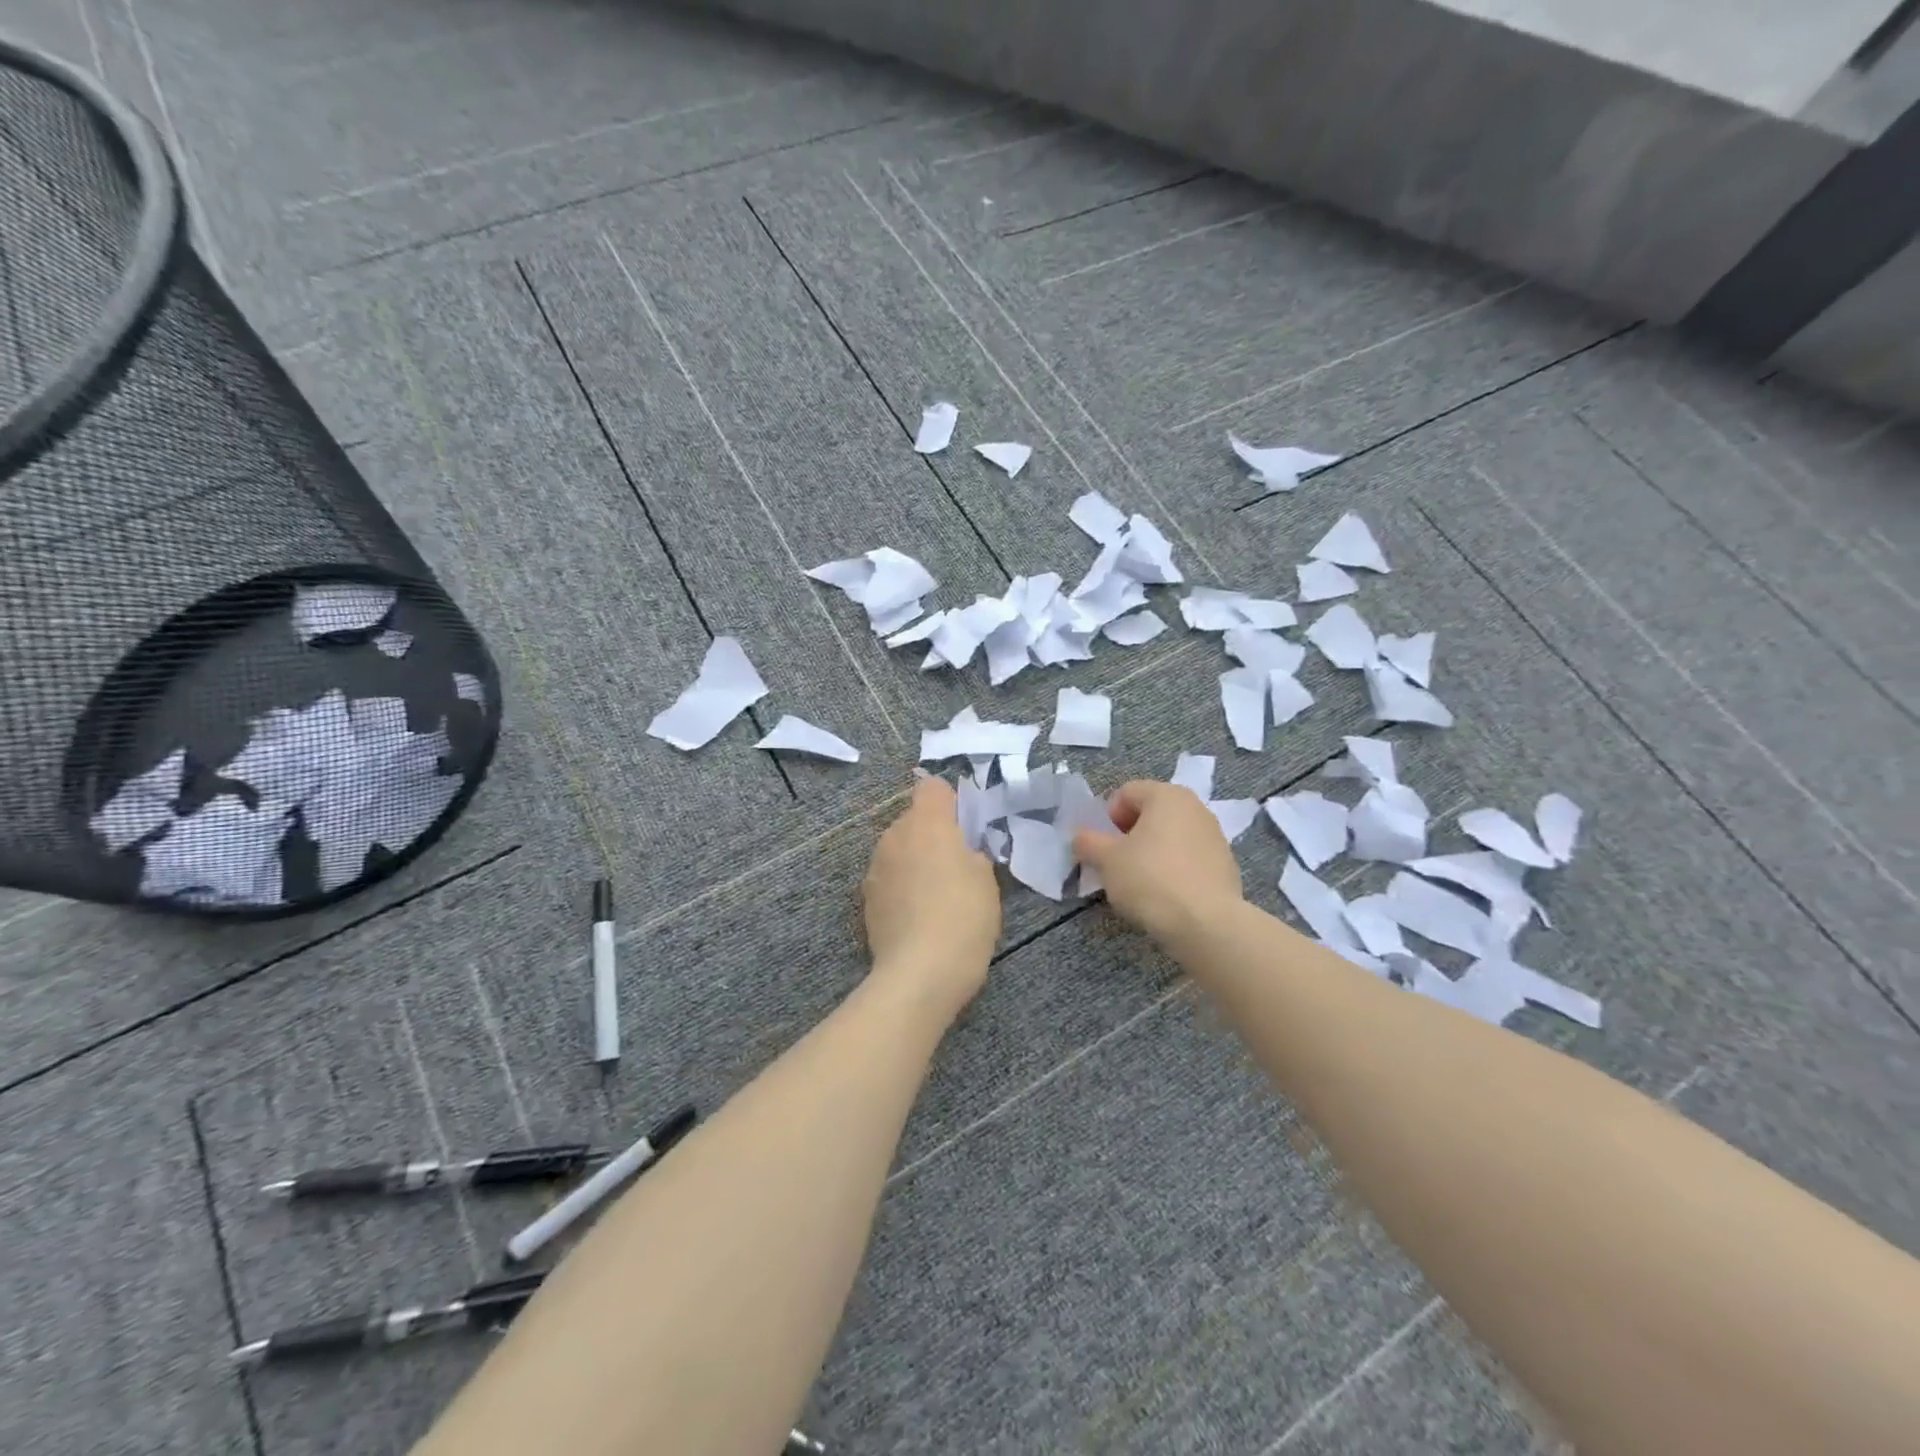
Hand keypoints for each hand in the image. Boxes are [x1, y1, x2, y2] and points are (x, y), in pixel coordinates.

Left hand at [862, 776, 1000, 1018]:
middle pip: (914, 819)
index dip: (950, 802)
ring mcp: (875, 867)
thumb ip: (972, 854)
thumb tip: (961, 852)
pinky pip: (888, 879)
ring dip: (915, 862)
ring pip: (899, 850)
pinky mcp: (866, 899)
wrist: (919, 973)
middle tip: (957, 866)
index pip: (932, 787)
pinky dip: (902, 888)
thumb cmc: (964, 917)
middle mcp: (894, 835)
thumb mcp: (987, 880)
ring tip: (937, 897)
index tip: (966, 828)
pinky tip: (918, 917)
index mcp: (927, 822)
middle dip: (933, 835)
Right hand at [1072, 780, 1244, 944]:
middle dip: (1129, 834)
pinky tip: (1165, 895)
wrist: (1206, 923)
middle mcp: (1195, 807)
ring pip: (1170, 836)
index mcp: (1167, 795)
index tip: (1103, 846)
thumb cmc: (1150, 879)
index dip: (1107, 817)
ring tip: (1140, 882)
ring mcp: (1215, 836)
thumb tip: (1081, 837)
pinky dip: (1173, 868)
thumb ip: (1088, 842)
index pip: (1126, 792)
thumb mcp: (1106, 860)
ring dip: (1151, 851)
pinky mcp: (1226, 865)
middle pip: (1151, 813)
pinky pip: (1189, 858)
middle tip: (1117, 863)